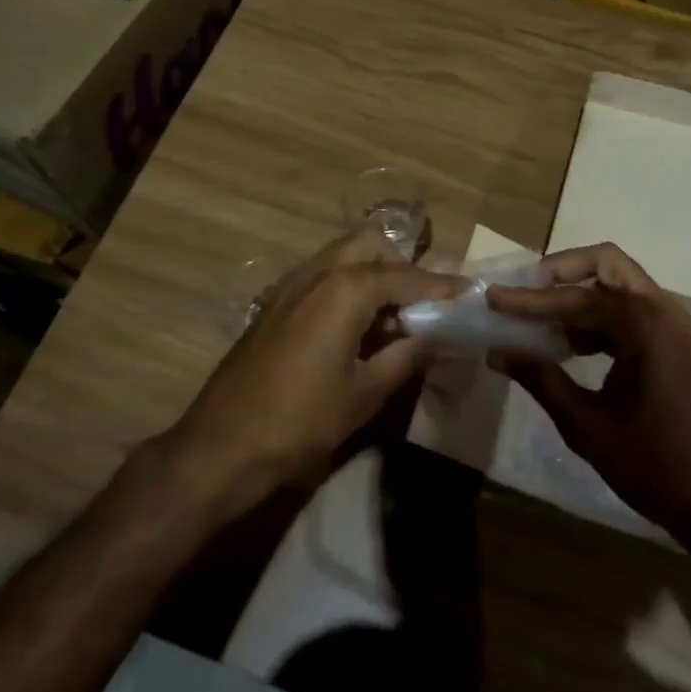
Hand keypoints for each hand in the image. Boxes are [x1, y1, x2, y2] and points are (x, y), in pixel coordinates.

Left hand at [169, 228, 465, 509]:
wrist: (220, 446)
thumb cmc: (301, 421)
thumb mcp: (365, 393)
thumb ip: (409, 356)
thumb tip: (442, 338)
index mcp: (346, 289)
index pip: (408, 276)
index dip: (442, 286)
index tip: (470, 293)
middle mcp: (318, 273)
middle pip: (371, 245)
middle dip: (401, 265)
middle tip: (420, 305)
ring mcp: (291, 285)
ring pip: (343, 256)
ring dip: (373, 274)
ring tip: (391, 319)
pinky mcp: (274, 304)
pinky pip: (322, 276)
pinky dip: (347, 286)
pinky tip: (354, 329)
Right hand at [487, 243, 690, 534]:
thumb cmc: (654, 464)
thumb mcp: (587, 425)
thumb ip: (541, 380)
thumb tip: (499, 352)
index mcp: (644, 325)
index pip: (575, 298)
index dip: (529, 300)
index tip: (493, 298)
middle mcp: (661, 311)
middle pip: (606, 264)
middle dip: (561, 271)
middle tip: (524, 290)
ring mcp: (670, 326)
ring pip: (617, 285)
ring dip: (577, 293)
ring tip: (537, 318)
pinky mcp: (671, 344)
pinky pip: (627, 311)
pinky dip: (595, 316)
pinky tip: (565, 344)